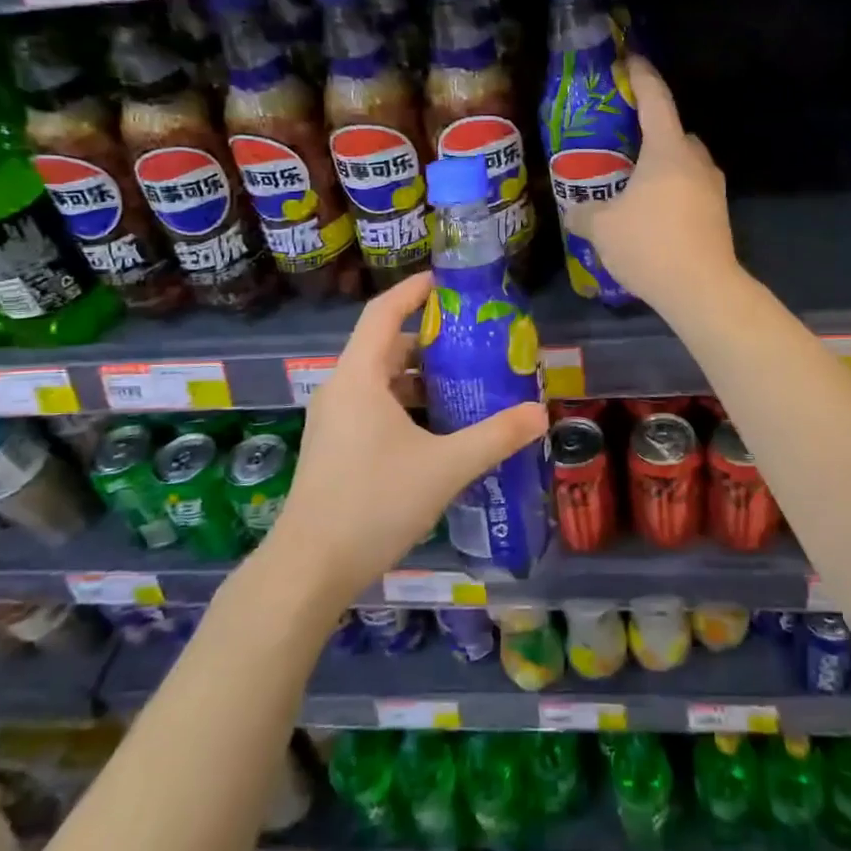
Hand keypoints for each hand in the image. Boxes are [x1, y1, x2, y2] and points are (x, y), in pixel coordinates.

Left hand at [267, 272, 546, 608]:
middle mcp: (341, 390)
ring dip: (420, 378)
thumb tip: (540, 413)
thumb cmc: (374, 503)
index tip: (447, 282)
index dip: (414, 290)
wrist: (310, 568)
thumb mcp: (445, 467)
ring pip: (381, 381)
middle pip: (386, 346)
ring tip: (465, 385)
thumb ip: (496, 437)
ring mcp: (334, 421)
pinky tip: (439, 430)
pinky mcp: (335, 448)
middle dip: (430, 341)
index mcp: (359, 377)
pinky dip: (407, 405)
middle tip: (474, 342)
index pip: (384, 312)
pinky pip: (374, 408)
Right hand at [564, 55, 737, 311]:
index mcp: (668, 151)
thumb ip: (584, 212)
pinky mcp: (718, 216)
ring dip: (662, 168)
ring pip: (685, 165)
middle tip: (622, 143)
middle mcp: (696, 162)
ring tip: (633, 185)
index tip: (631, 61)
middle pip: (674, 133)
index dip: (642, 77)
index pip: (656, 101)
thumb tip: (573, 210)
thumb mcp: (602, 227)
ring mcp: (713, 190)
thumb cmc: (649, 244)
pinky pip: (690, 191)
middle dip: (651, 133)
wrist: (702, 289)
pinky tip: (651, 216)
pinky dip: (671, 193)